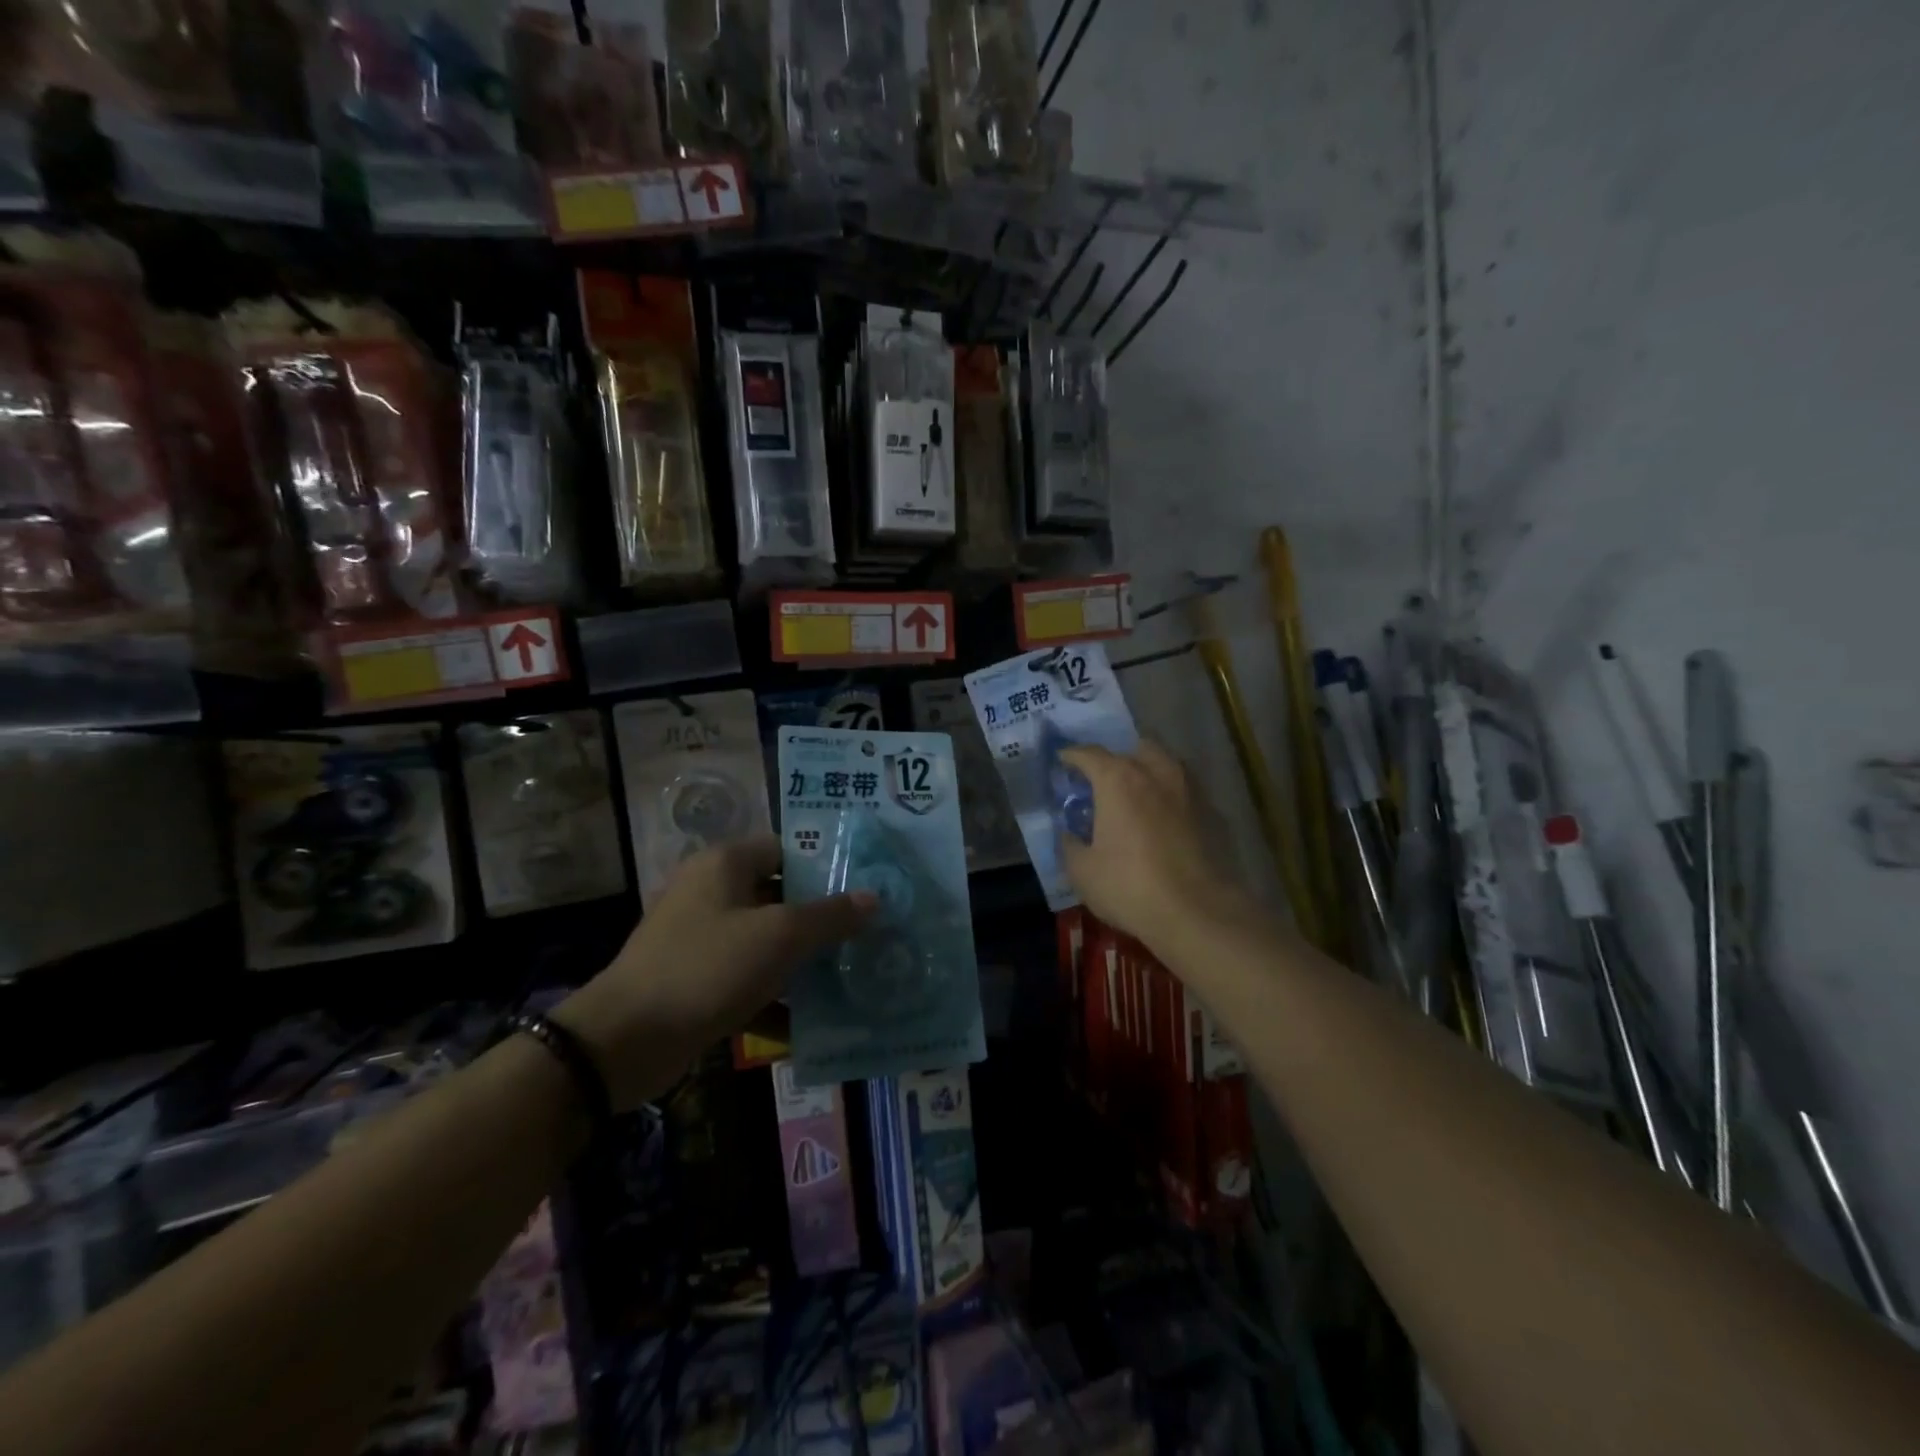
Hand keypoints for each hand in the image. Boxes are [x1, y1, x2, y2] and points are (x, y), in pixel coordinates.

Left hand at [556, 836, 872, 1110]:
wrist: (624, 1041)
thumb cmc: (708, 968)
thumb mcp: (779, 937)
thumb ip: (829, 916)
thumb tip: (873, 898)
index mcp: (725, 864)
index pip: (786, 848)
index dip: (826, 864)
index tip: (865, 886)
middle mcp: (711, 892)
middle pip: (779, 896)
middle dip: (822, 919)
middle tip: (868, 934)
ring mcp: (700, 938)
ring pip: (765, 941)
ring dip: (802, 962)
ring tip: (851, 977)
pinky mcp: (695, 980)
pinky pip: (746, 979)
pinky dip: (774, 998)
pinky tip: (811, 1023)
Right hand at [1059, 742, 1249, 946]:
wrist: (1197, 913)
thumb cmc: (1129, 886)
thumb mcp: (1082, 871)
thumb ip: (1070, 844)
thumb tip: (1069, 834)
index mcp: (1118, 779)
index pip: (1089, 754)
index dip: (1072, 756)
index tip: (1062, 761)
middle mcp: (1155, 773)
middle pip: (1134, 749)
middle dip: (1116, 758)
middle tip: (1103, 780)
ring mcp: (1188, 790)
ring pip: (1165, 765)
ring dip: (1148, 771)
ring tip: (1135, 795)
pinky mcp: (1210, 813)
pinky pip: (1183, 791)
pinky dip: (1169, 796)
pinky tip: (1162, 819)